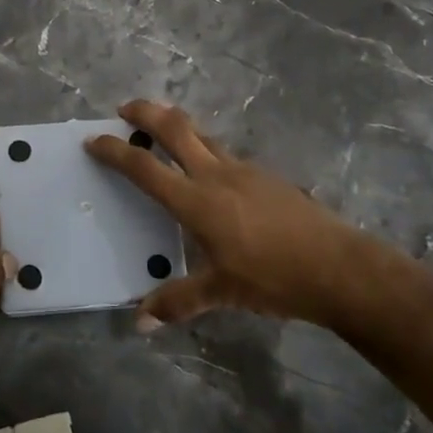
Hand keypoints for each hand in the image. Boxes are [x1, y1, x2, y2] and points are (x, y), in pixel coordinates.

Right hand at [86, 99, 392, 330]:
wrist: (339, 266)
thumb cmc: (274, 278)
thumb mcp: (222, 293)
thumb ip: (178, 301)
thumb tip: (140, 324)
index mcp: (197, 201)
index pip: (145, 168)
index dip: (115, 151)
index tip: (93, 140)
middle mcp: (216, 175)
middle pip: (175, 128)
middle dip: (146, 112)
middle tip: (125, 108)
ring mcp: (245, 170)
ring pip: (203, 135)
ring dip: (177, 127)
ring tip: (162, 132)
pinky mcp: (266, 176)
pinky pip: (225, 154)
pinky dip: (205, 150)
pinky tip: (210, 174)